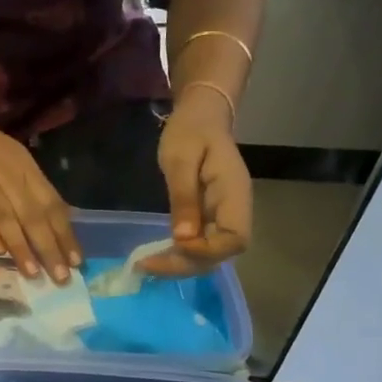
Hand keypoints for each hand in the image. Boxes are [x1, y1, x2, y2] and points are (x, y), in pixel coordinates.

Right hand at [0, 111, 80, 281]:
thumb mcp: (19, 163)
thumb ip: (36, 192)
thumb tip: (60, 223)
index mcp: (28, 171)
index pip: (52, 205)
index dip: (65, 234)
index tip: (76, 261)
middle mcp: (10, 178)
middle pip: (33, 216)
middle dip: (49, 248)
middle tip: (60, 276)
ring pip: (7, 219)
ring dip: (21, 247)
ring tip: (33, 273)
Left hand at [145, 86, 252, 276]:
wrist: (200, 117)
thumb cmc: (190, 132)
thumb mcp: (180, 160)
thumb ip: (183, 198)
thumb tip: (183, 238)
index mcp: (234, 195)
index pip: (234, 240)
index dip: (206, 252)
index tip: (174, 247)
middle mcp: (234, 211)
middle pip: (220, 254)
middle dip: (185, 265)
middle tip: (146, 265)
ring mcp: (223, 217)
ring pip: (209, 255)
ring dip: (180, 264)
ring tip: (146, 264)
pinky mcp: (210, 219)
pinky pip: (200, 245)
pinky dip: (179, 255)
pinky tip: (155, 256)